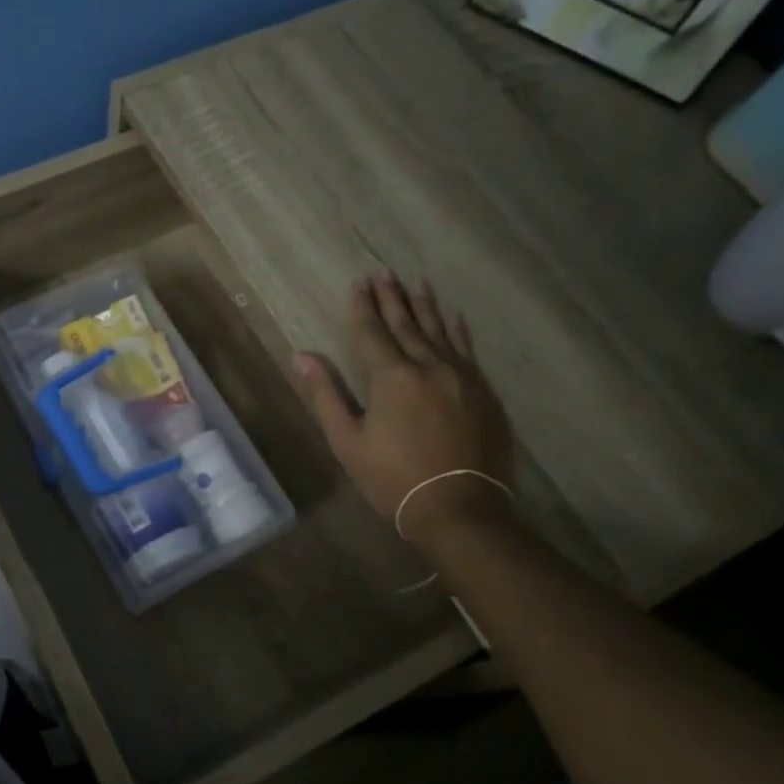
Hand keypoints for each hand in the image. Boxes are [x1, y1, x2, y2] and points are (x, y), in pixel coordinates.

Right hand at [291, 275, 513, 544]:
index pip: (372, 333)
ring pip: (439, 332)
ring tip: (415, 282)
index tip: (358, 283)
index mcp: (392, 378)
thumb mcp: (347, 442)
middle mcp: (429, 367)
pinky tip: (454, 316)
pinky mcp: (483, 393)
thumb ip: (325, 395)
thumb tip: (300, 356)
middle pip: (406, 325)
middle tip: (383, 273)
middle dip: (391, 298)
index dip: (362, 308)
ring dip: (424, 306)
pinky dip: (458, 330)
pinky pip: (467, 350)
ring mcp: (461, 378)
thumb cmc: (392, 479)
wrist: (459, 510)